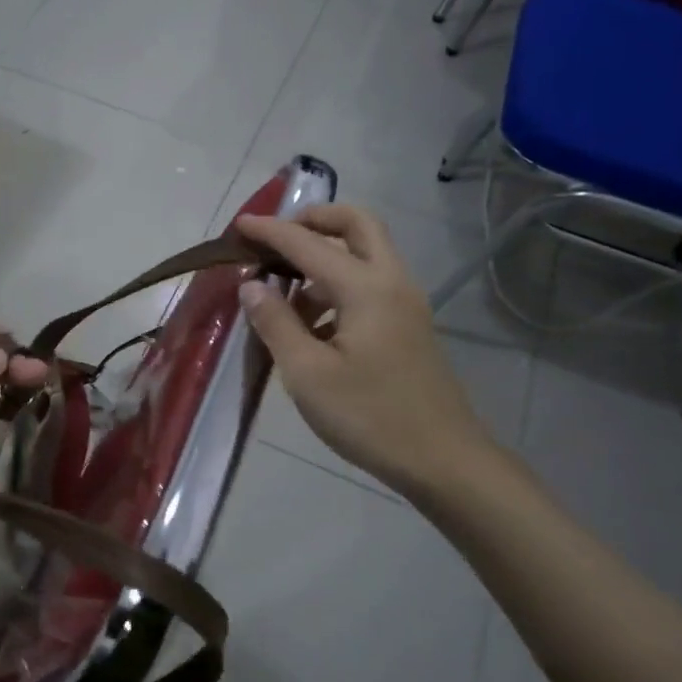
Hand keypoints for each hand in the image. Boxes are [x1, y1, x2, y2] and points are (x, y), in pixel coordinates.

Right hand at [237, 205, 494, 497]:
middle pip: (358, 225)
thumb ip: (276, 323)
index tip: (238, 225)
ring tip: (282, 294)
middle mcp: (391, 282)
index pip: (309, 244)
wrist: (442, 460)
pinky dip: (337, 286)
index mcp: (365, 288)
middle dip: (315, 220)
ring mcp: (405, 304)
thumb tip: (252, 285)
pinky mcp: (407, 326)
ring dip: (324, 257)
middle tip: (277, 238)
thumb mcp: (307, 373)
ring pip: (365, 255)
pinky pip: (369, 285)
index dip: (271, 231)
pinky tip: (310, 326)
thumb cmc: (368, 416)